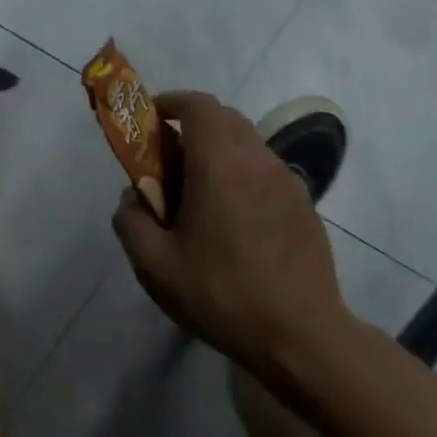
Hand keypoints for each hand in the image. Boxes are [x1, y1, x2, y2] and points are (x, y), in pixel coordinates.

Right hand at [112, 91, 349, 385]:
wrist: (300, 334)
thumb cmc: (221, 294)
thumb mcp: (155, 266)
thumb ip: (131, 222)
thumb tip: (132, 200)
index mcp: (220, 164)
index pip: (198, 105)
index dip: (172, 102)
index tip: (151, 118)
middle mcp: (258, 160)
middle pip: (225, 119)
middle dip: (192, 127)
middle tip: (168, 161)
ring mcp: (287, 181)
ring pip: (248, 145)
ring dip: (219, 152)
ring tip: (198, 195)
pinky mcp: (305, 205)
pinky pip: (266, 172)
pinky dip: (242, 176)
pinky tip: (232, 221)